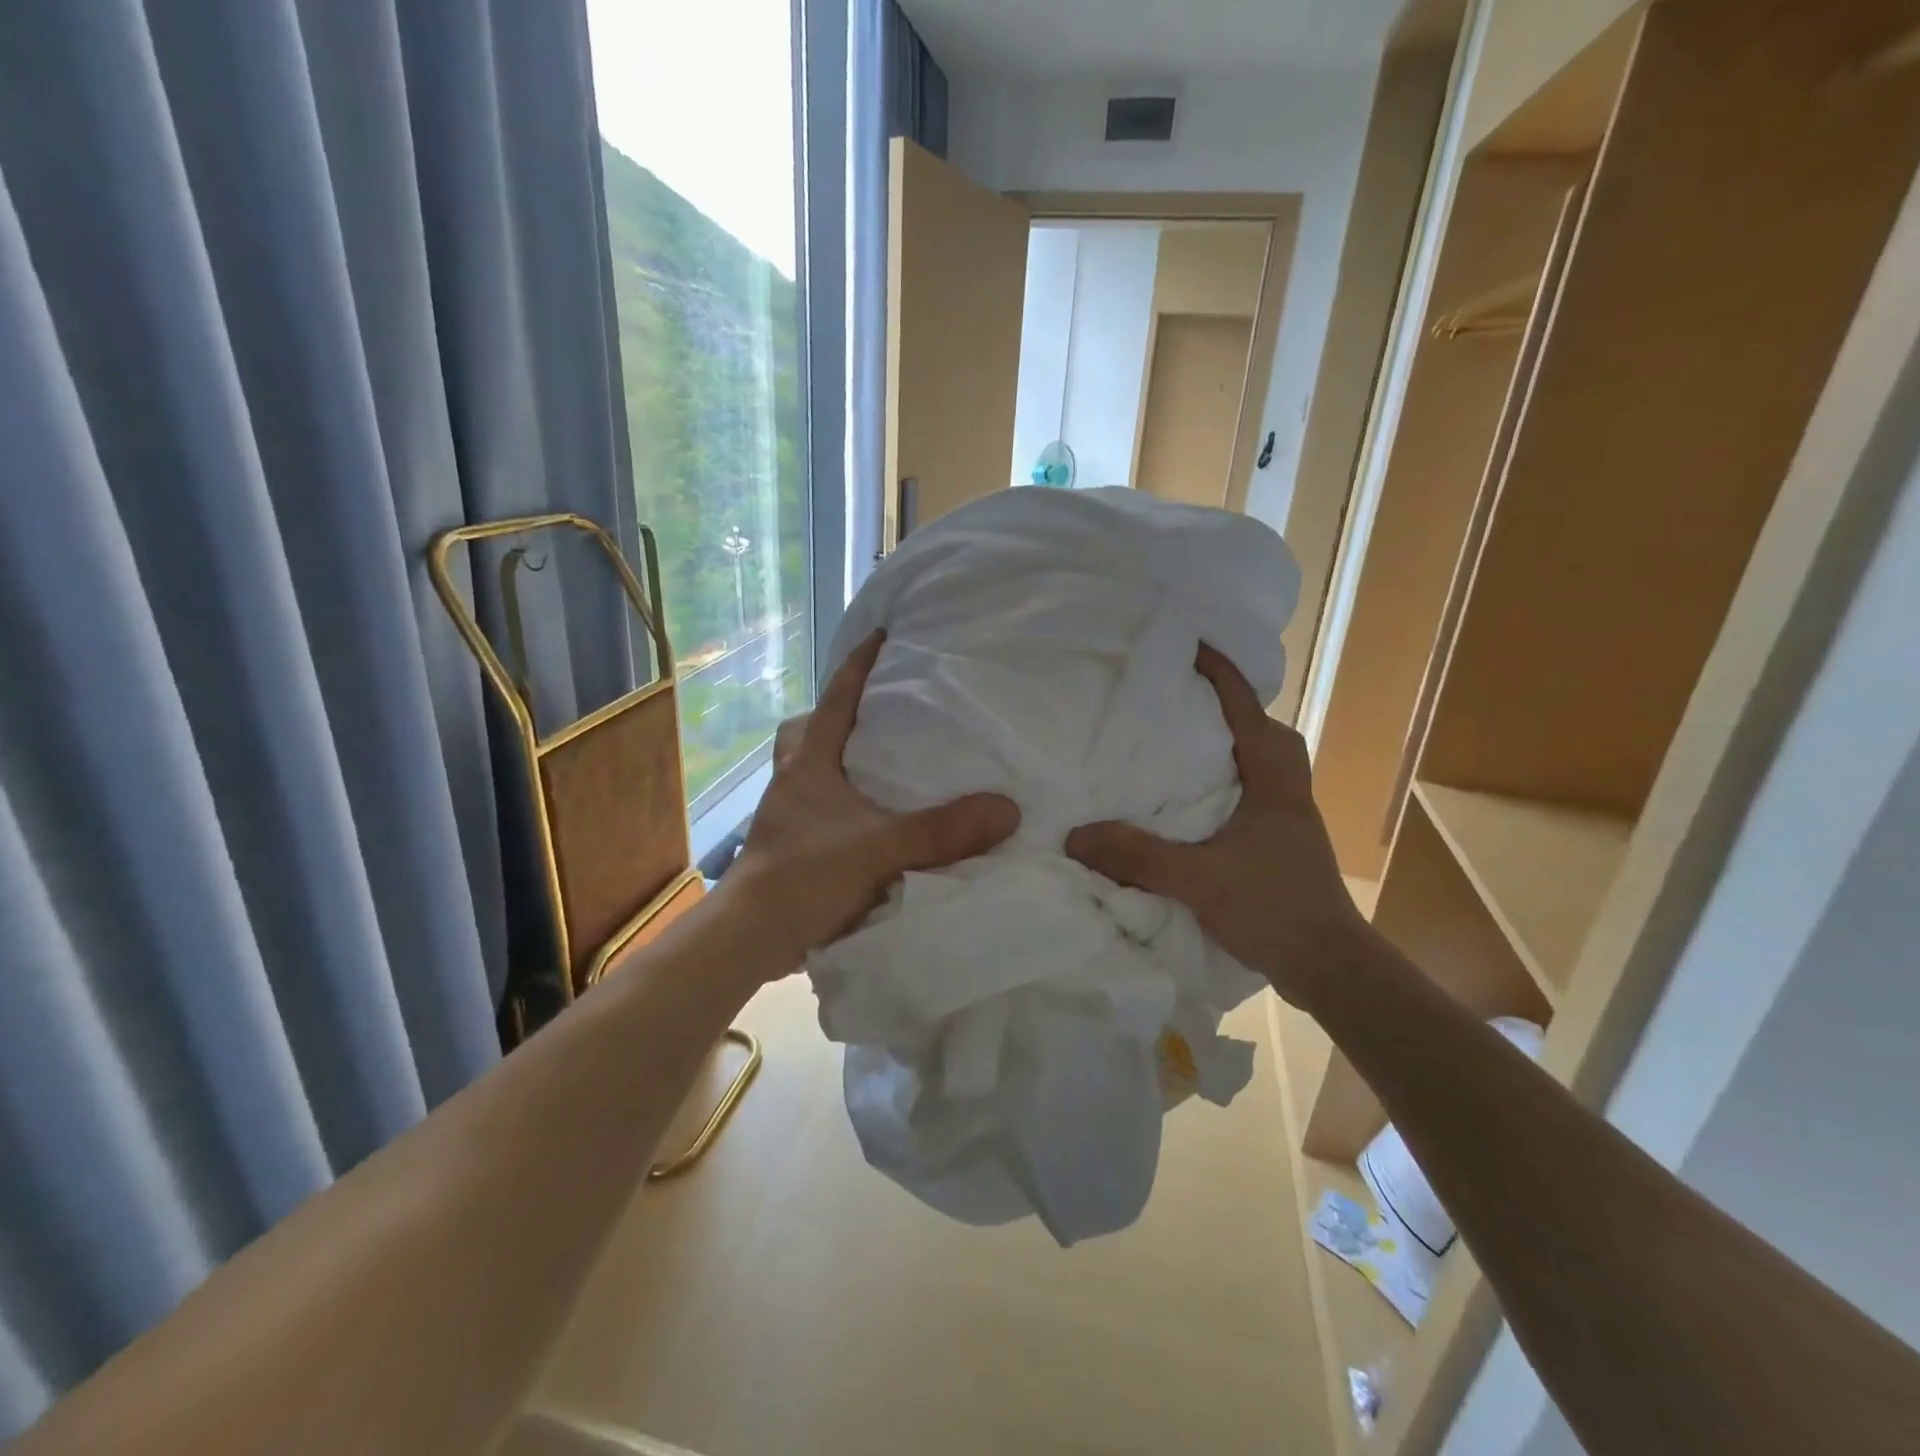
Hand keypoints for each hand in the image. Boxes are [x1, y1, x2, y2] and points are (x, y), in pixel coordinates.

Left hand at [725, 631, 1020, 975]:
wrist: (750, 938)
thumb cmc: (803, 877)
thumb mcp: (878, 849)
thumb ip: (941, 831)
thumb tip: (1007, 809)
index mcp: (811, 764)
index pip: (836, 699)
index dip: (858, 665)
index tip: (881, 634)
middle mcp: (796, 781)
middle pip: (812, 730)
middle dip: (839, 714)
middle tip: (880, 711)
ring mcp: (792, 816)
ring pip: (816, 771)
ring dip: (844, 762)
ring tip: (886, 764)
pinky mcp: (796, 848)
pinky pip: (827, 810)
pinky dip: (850, 805)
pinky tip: (879, 821)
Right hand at [1064, 644, 1367, 1010]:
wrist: (1331, 969)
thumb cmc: (1274, 909)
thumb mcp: (1198, 878)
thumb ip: (1137, 855)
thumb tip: (1075, 834)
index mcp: (1273, 782)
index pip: (1247, 712)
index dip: (1221, 675)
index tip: (1191, 646)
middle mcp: (1287, 793)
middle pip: (1267, 734)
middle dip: (1234, 711)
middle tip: (1189, 706)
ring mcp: (1290, 822)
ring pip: (1265, 767)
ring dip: (1234, 751)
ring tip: (1188, 753)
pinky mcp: (1283, 849)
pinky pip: (1255, 798)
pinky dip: (1230, 789)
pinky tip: (1197, 811)